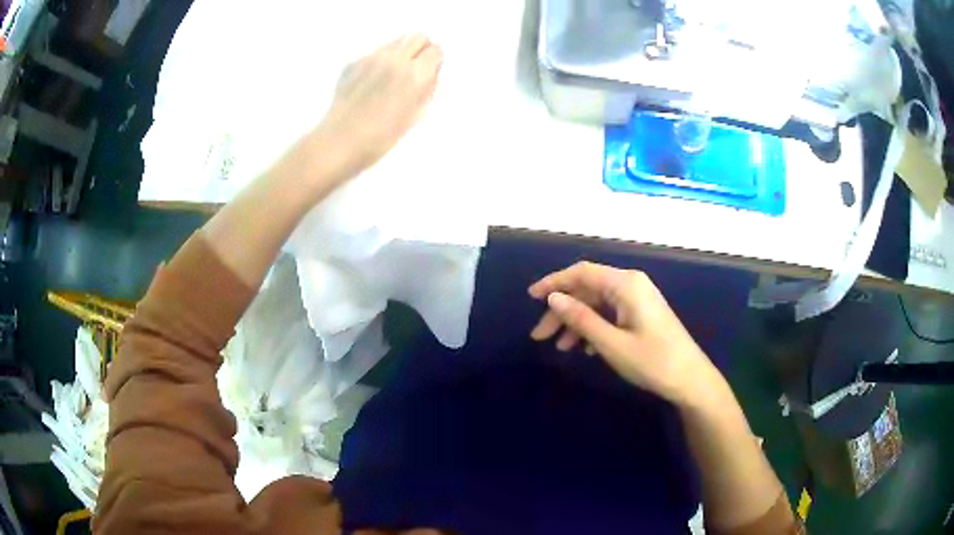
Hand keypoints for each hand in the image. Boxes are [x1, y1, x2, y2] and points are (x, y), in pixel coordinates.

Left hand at [315, 33, 442, 179]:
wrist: (339, 141)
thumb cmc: (381, 138)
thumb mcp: (414, 117)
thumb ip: (427, 92)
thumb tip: (433, 76)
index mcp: (415, 75)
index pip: (436, 50)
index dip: (435, 61)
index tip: (430, 72)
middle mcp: (395, 60)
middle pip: (417, 36)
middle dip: (420, 48)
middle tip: (415, 67)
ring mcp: (371, 58)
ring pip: (395, 42)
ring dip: (399, 52)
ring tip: (391, 75)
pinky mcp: (353, 63)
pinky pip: (374, 53)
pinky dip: (379, 61)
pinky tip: (371, 83)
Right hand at [528, 262, 720, 405]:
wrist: (690, 379)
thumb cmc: (653, 361)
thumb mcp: (611, 343)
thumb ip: (581, 318)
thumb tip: (554, 297)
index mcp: (625, 284)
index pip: (582, 272)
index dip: (554, 282)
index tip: (531, 297)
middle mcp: (631, 284)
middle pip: (588, 289)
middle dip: (562, 310)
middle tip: (541, 336)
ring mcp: (638, 299)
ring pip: (598, 303)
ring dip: (577, 322)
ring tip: (561, 348)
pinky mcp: (642, 313)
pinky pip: (611, 313)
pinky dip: (595, 328)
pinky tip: (587, 349)